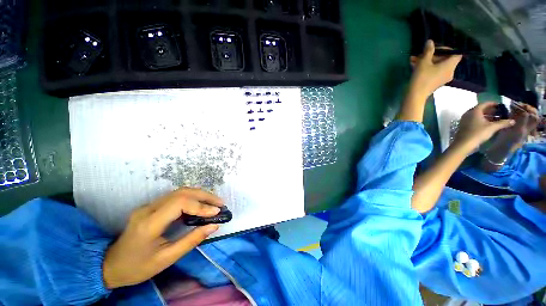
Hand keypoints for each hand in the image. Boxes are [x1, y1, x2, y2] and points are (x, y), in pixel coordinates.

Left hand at [102, 188, 222, 288]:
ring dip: (200, 195)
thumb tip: (214, 226)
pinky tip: (201, 205)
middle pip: (181, 193)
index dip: (201, 206)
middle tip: (220, 203)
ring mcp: (149, 206)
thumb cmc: (137, 267)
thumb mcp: (166, 259)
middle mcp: (148, 209)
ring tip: (214, 202)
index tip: (217, 212)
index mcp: (150, 223)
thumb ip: (191, 240)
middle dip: (204, 196)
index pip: (180, 204)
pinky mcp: (152, 206)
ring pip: (179, 192)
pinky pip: (176, 197)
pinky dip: (192, 198)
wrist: (110, 265)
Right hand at [408, 40, 461, 98]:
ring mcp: (443, 78)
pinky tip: (416, 66)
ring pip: (438, 65)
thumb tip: (430, 41)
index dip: (447, 49)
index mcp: (450, 66)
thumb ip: (428, 51)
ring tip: (415, 60)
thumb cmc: (421, 78)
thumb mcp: (423, 62)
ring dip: (427, 61)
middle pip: (445, 59)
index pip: (456, 54)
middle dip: (433, 55)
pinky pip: (434, 71)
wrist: (415, 95)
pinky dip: (427, 68)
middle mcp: (450, 71)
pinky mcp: (436, 82)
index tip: (436, 49)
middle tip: (421, 54)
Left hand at [454, 102, 514, 148]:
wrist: (463, 143)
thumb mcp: (492, 127)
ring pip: (476, 114)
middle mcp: (468, 113)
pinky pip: (473, 119)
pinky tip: (487, 124)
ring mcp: (464, 119)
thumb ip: (503, 123)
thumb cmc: (478, 133)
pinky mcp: (463, 125)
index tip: (499, 105)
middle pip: (480, 109)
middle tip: (498, 112)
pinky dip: (480, 119)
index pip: (484, 103)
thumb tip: (513, 121)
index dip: (492, 104)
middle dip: (490, 110)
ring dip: (485, 115)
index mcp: (474, 111)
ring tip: (495, 118)